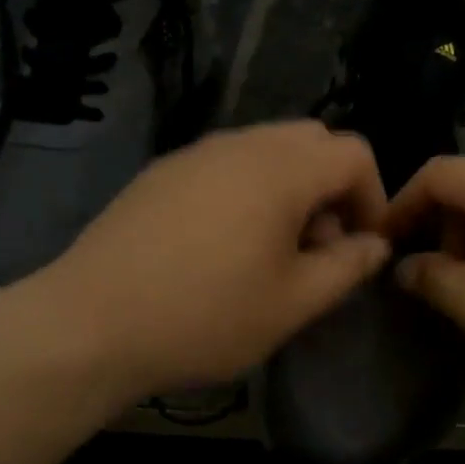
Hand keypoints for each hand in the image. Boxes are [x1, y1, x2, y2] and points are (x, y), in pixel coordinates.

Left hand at [0, 122, 390, 404]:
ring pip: (268, 148)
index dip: (373, 197)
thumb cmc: (205, 316)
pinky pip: (226, 162)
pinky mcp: (163, 171)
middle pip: (313, 140)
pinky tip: (223, 243)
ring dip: (291, 187)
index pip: (354, 153)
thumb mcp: (293, 303)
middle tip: (317, 246)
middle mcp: (241, 144)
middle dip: (332, 187)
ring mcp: (196, 152)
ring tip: (272, 249)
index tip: (360, 247)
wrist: (89, 323)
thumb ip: (347, 267)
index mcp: (281, 169)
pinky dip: (249, 188)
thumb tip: (375, 244)